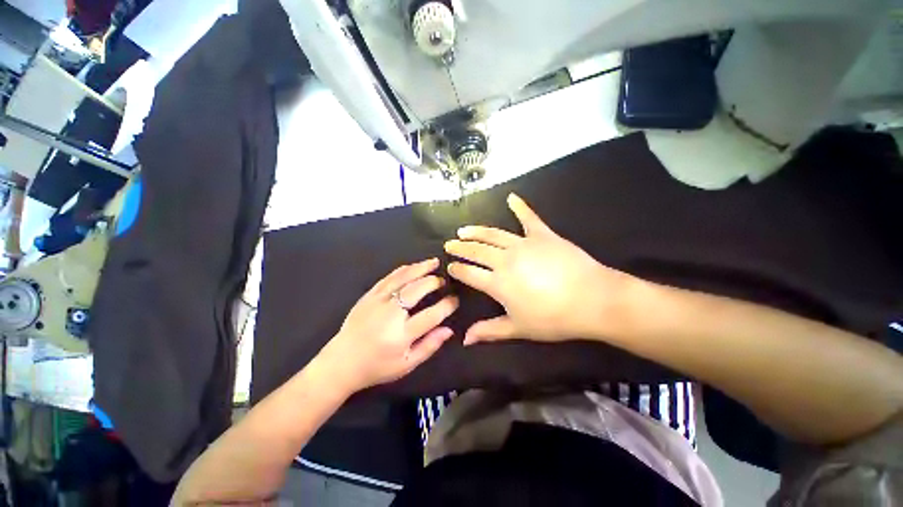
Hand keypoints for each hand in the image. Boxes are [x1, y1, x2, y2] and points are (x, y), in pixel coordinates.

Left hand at [317, 258, 458, 392]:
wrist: (342, 362)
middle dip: (433, 282)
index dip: (446, 305)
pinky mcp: (368, 296)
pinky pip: (388, 278)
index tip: (455, 300)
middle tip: (443, 280)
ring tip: (434, 262)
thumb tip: (449, 330)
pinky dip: (402, 270)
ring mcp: (377, 301)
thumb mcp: (407, 365)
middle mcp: (390, 314)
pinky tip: (412, 266)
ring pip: (402, 279)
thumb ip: (429, 346)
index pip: (431, 315)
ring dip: (420, 268)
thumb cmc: (377, 366)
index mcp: (401, 335)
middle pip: (417, 290)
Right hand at [446, 194, 636, 343]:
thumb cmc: (554, 319)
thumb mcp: (519, 328)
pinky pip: (528, 218)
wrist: (593, 300)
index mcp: (498, 283)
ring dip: (476, 231)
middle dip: (460, 247)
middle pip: (476, 251)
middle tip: (449, 244)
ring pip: (493, 234)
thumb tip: (465, 340)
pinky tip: (511, 197)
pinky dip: (519, 207)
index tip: (449, 267)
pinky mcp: (542, 235)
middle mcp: (505, 260)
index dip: (456, 269)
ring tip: (463, 230)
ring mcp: (523, 244)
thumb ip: (490, 331)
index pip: (469, 273)